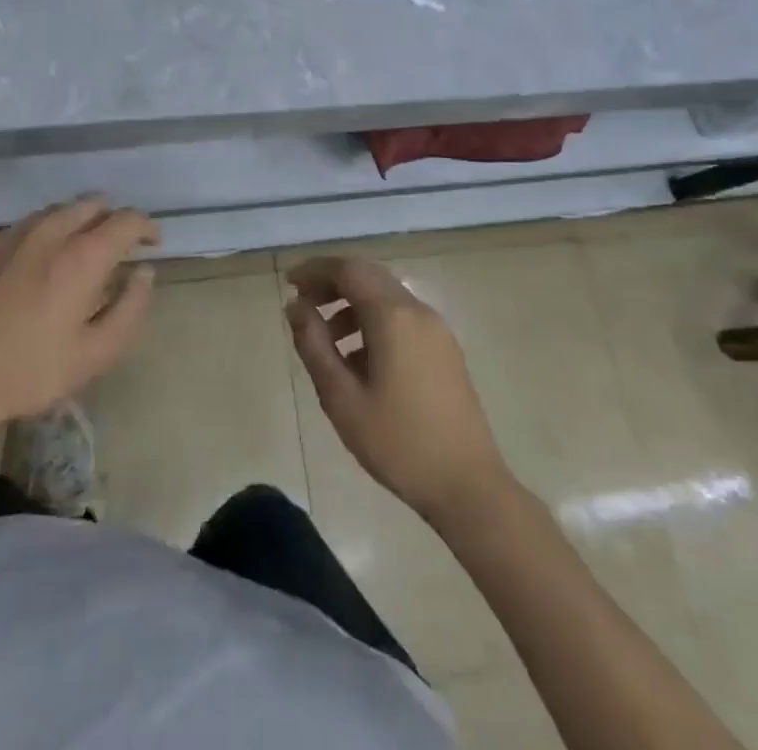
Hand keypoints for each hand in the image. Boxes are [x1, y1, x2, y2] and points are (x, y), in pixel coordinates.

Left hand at [0, 197, 156, 433]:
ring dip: (75, 223)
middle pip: (90, 203)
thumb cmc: (27, 371)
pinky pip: (21, 230)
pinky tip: (32, 268)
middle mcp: (48, 232)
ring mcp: (9, 236)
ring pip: (54, 211)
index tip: (153, 243)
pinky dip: (39, 239)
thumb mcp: (94, 354)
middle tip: (117, 247)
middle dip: (111, 218)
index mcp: (82, 255)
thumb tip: (144, 273)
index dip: (146, 227)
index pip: (127, 220)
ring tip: (77, 253)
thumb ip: (130, 308)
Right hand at [286, 256, 510, 527]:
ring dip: (352, 303)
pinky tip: (358, 359)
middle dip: (332, 283)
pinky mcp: (445, 349)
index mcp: (393, 316)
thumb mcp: (341, 397)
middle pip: (369, 276)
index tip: (289, 283)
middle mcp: (418, 311)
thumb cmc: (398, 443)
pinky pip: (402, 317)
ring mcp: (436, 329)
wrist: (468, 487)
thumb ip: (314, 345)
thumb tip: (295, 306)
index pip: (348, 270)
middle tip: (303, 304)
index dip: (315, 271)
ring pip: (386, 296)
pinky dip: (373, 320)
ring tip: (325, 337)